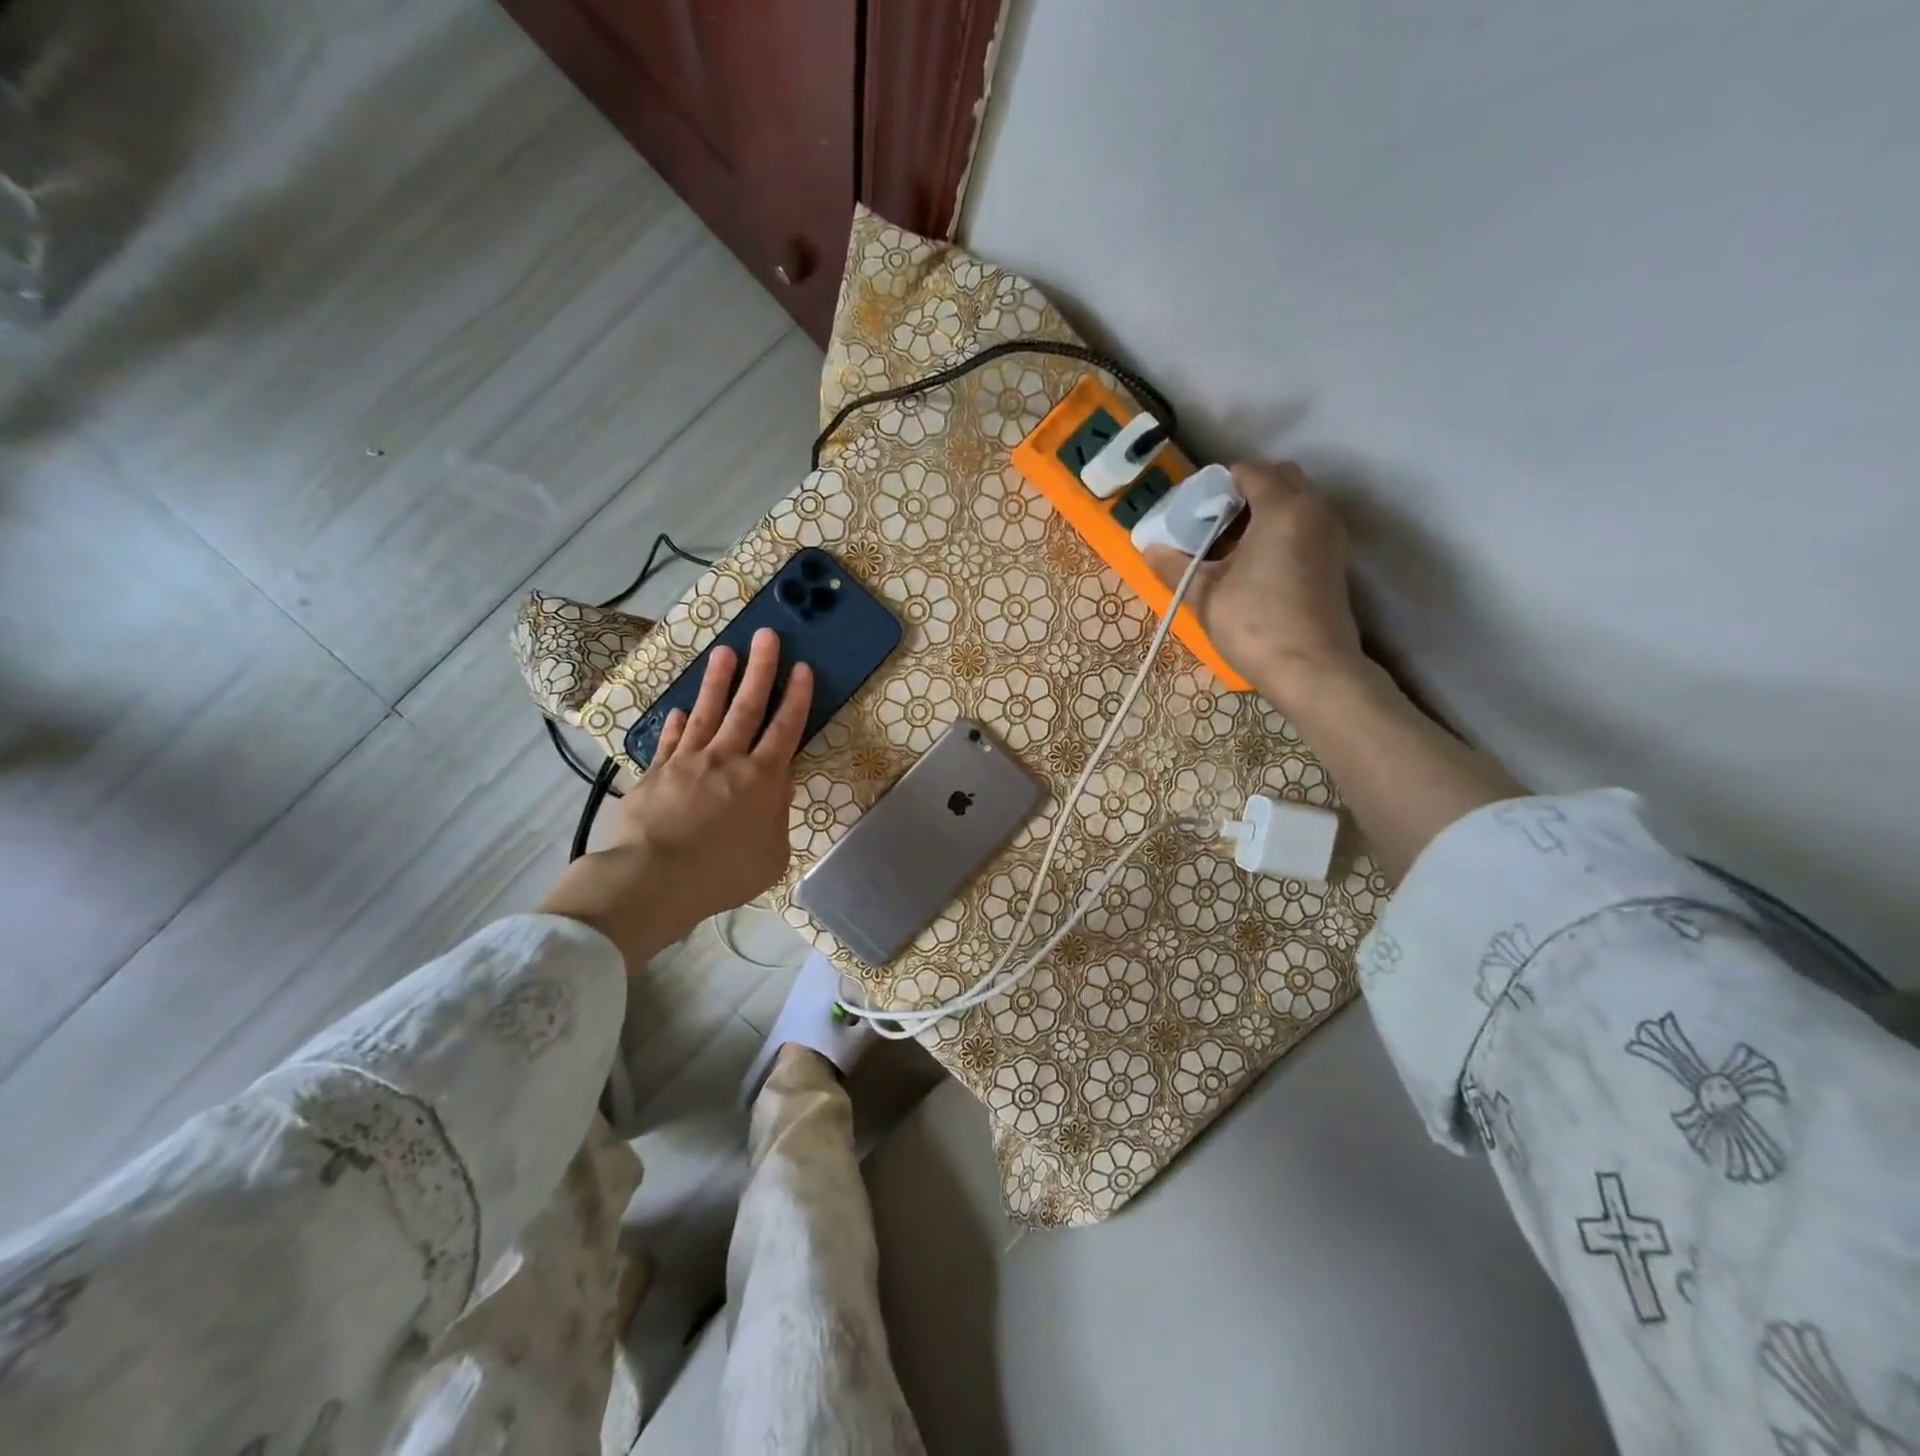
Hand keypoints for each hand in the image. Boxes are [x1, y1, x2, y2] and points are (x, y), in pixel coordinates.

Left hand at [539, 628, 813, 966]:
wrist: (653, 878)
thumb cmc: (722, 873)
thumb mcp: (771, 856)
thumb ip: (778, 817)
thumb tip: (781, 787)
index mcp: (762, 779)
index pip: (785, 728)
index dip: (796, 697)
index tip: (802, 667)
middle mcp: (727, 759)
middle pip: (747, 707)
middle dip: (760, 669)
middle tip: (766, 635)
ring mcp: (687, 761)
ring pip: (707, 712)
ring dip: (718, 681)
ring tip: (725, 652)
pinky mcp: (655, 772)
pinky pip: (671, 740)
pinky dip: (678, 724)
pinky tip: (681, 710)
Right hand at [1142, 461, 1366, 709]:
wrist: (1312, 669)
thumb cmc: (1255, 625)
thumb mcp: (1205, 595)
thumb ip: (1175, 567)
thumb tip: (1149, 548)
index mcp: (1282, 508)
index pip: (1249, 472)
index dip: (1218, 485)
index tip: (1195, 510)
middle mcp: (1314, 510)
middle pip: (1280, 478)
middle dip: (1247, 491)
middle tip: (1214, 523)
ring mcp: (1331, 535)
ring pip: (1297, 502)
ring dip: (1266, 511)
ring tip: (1232, 546)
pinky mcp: (1335, 560)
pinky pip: (1306, 525)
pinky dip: (1282, 530)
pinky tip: (1256, 564)